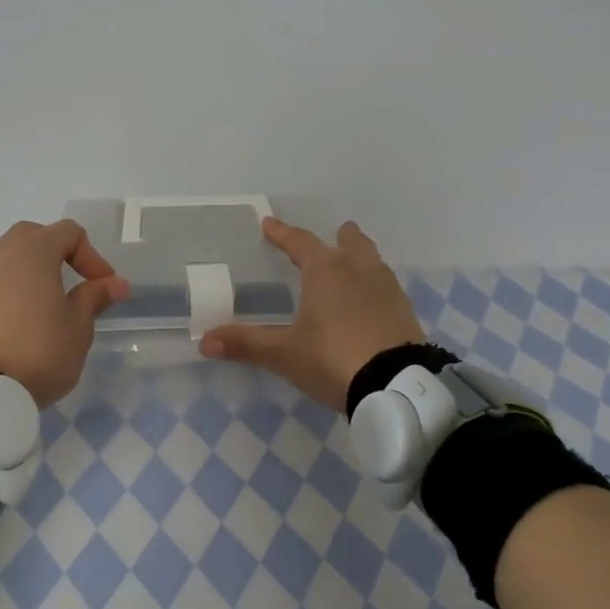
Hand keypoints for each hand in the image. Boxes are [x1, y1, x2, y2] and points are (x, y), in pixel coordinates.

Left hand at [0, 220, 130, 408]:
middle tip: (75, 281)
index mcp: (33, 252)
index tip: (103, 287)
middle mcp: (1, 255)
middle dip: (58, 252)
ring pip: (10, 256)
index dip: (92, 256)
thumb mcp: (78, 326)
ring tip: (49, 302)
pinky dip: (12, 287)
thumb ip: (95, 297)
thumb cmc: (40, 351)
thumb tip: (116, 283)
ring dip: (33, 269)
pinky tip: (23, 318)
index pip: (68, 233)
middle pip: (34, 235)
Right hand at [199, 216, 423, 409]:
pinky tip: (371, 302)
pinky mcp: (405, 311)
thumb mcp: (285, 354)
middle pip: (350, 242)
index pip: (300, 242)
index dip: (282, 233)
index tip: (269, 224)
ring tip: (352, 265)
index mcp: (325, 271)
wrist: (396, 385)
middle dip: (339, 237)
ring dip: (360, 257)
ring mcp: (387, 289)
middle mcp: (358, 270)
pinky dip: (375, 285)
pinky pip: (386, 286)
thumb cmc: (333, 358)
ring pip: (372, 261)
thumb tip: (204, 341)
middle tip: (335, 233)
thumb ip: (247, 344)